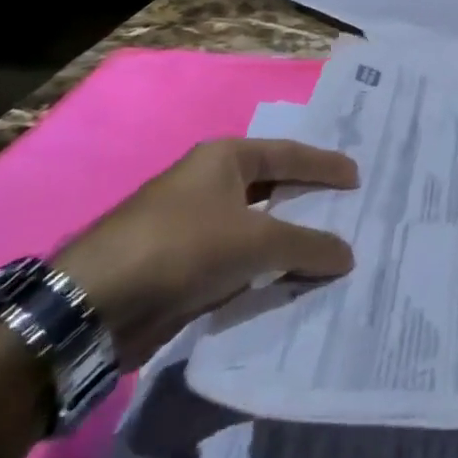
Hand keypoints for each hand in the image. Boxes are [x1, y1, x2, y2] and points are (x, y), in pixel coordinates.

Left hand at [55, 137, 358, 368]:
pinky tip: (294, 283)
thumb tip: (348, 255)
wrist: (98, 303)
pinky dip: (267, 270)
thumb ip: (306, 245)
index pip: (289, 154)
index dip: (325, 165)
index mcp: (225, 158)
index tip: (358, 178)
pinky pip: (241, 261)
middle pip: (274, 188)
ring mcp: (196, 225)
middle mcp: (211, 183)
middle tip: (352, 212)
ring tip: (333, 251)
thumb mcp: (254, 241)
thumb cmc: (182, 246)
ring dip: (290, 241)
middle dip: (310, 202)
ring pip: (258, 229)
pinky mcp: (187, 265)